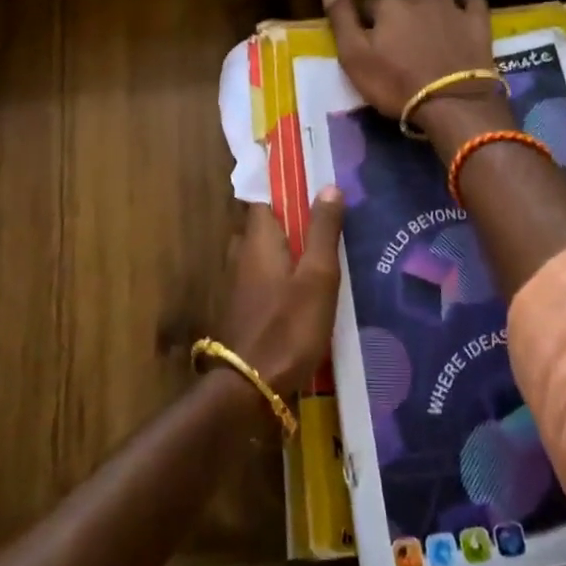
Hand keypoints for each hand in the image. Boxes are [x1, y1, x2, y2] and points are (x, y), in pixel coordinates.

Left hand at [217, 192, 345, 396]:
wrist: (251, 387)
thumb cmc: (288, 326)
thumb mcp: (317, 276)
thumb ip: (323, 230)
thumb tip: (328, 186)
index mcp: (258, 238)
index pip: (264, 197)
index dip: (285, 186)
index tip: (309, 178)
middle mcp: (241, 253)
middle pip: (265, 224)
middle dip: (290, 218)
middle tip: (325, 217)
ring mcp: (237, 282)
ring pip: (264, 251)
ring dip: (287, 247)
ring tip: (322, 250)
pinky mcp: (242, 307)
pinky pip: (263, 275)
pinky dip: (282, 272)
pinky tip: (305, 285)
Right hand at [323, 0, 500, 130]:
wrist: (451, 101)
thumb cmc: (395, 83)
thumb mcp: (355, 58)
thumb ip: (342, 22)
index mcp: (387, 7)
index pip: (370, 5)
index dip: (367, 20)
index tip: (369, 38)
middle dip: (397, 5)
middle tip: (396, 29)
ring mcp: (451, 8)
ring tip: (425, 14)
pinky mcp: (477, 22)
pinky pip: (473, 0)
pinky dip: (466, 3)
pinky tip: (463, 12)